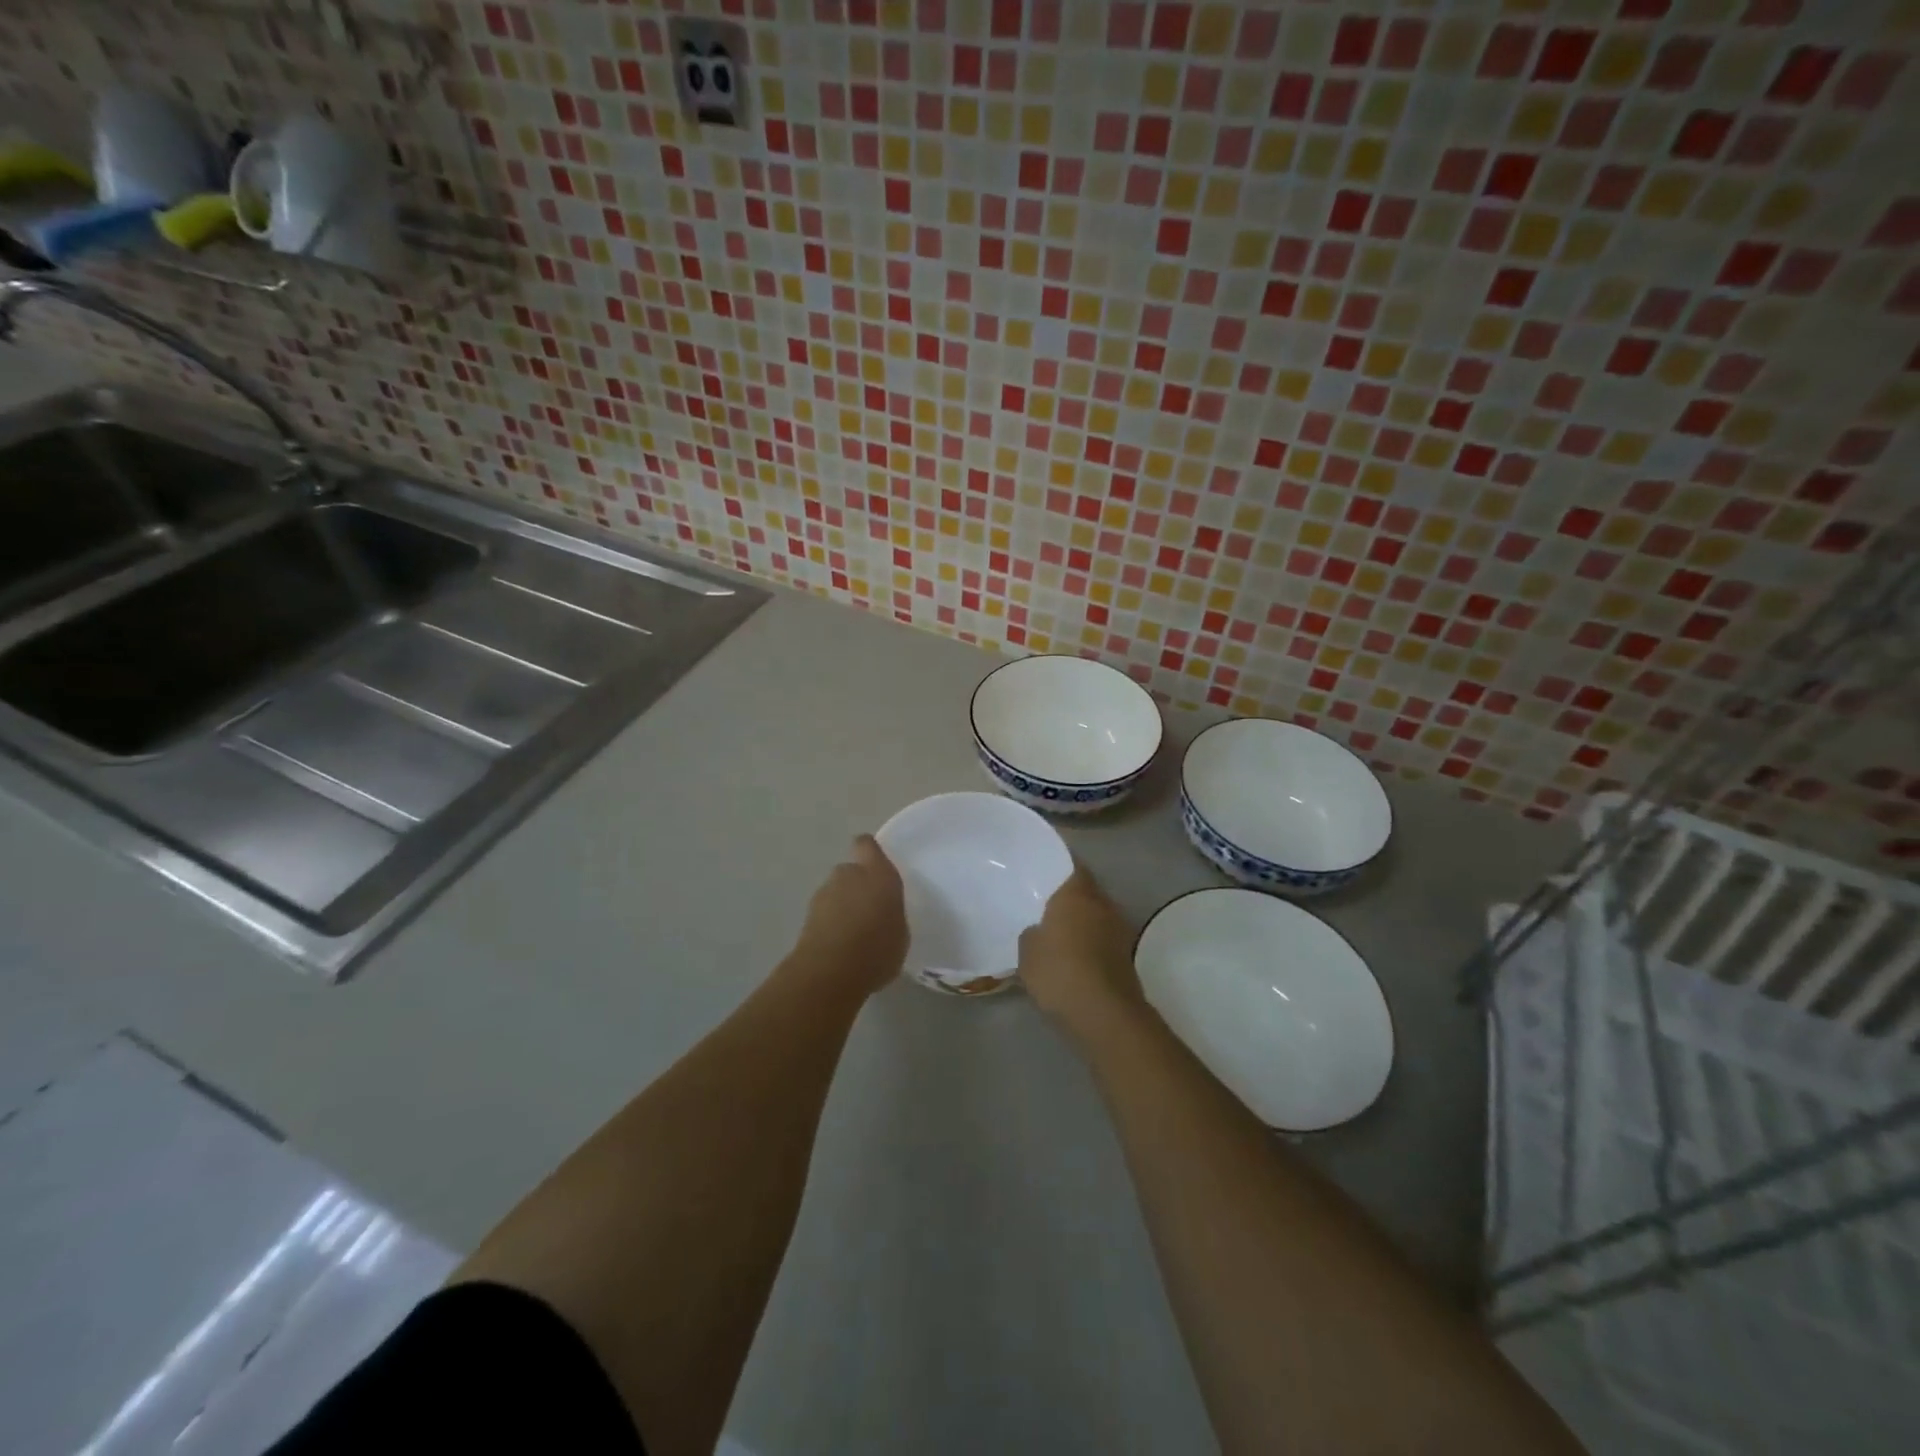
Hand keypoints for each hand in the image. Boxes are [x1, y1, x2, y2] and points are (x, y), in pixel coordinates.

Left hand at [791, 835, 909, 997]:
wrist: (830, 972)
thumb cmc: (878, 948)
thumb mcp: (901, 932)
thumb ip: (891, 913)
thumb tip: (883, 913)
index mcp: (878, 873)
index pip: (867, 845)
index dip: (870, 853)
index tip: (877, 867)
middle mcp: (848, 875)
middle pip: (850, 870)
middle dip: (857, 885)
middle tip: (870, 910)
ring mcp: (824, 894)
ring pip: (835, 892)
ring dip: (843, 905)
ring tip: (855, 934)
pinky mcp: (806, 916)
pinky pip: (825, 913)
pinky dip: (830, 923)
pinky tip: (841, 947)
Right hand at [1018, 862, 1144, 1042]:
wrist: (1104, 1014)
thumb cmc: (1060, 971)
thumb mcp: (1028, 951)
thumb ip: (1032, 933)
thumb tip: (1039, 931)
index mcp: (1078, 893)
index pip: (1073, 865)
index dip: (1061, 865)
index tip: (1046, 869)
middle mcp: (1103, 904)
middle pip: (1087, 891)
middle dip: (1071, 897)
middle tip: (1048, 903)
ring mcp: (1120, 930)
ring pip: (1097, 916)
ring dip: (1083, 921)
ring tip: (1060, 932)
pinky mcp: (1126, 956)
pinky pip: (1103, 939)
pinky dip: (1091, 943)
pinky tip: (1074, 956)